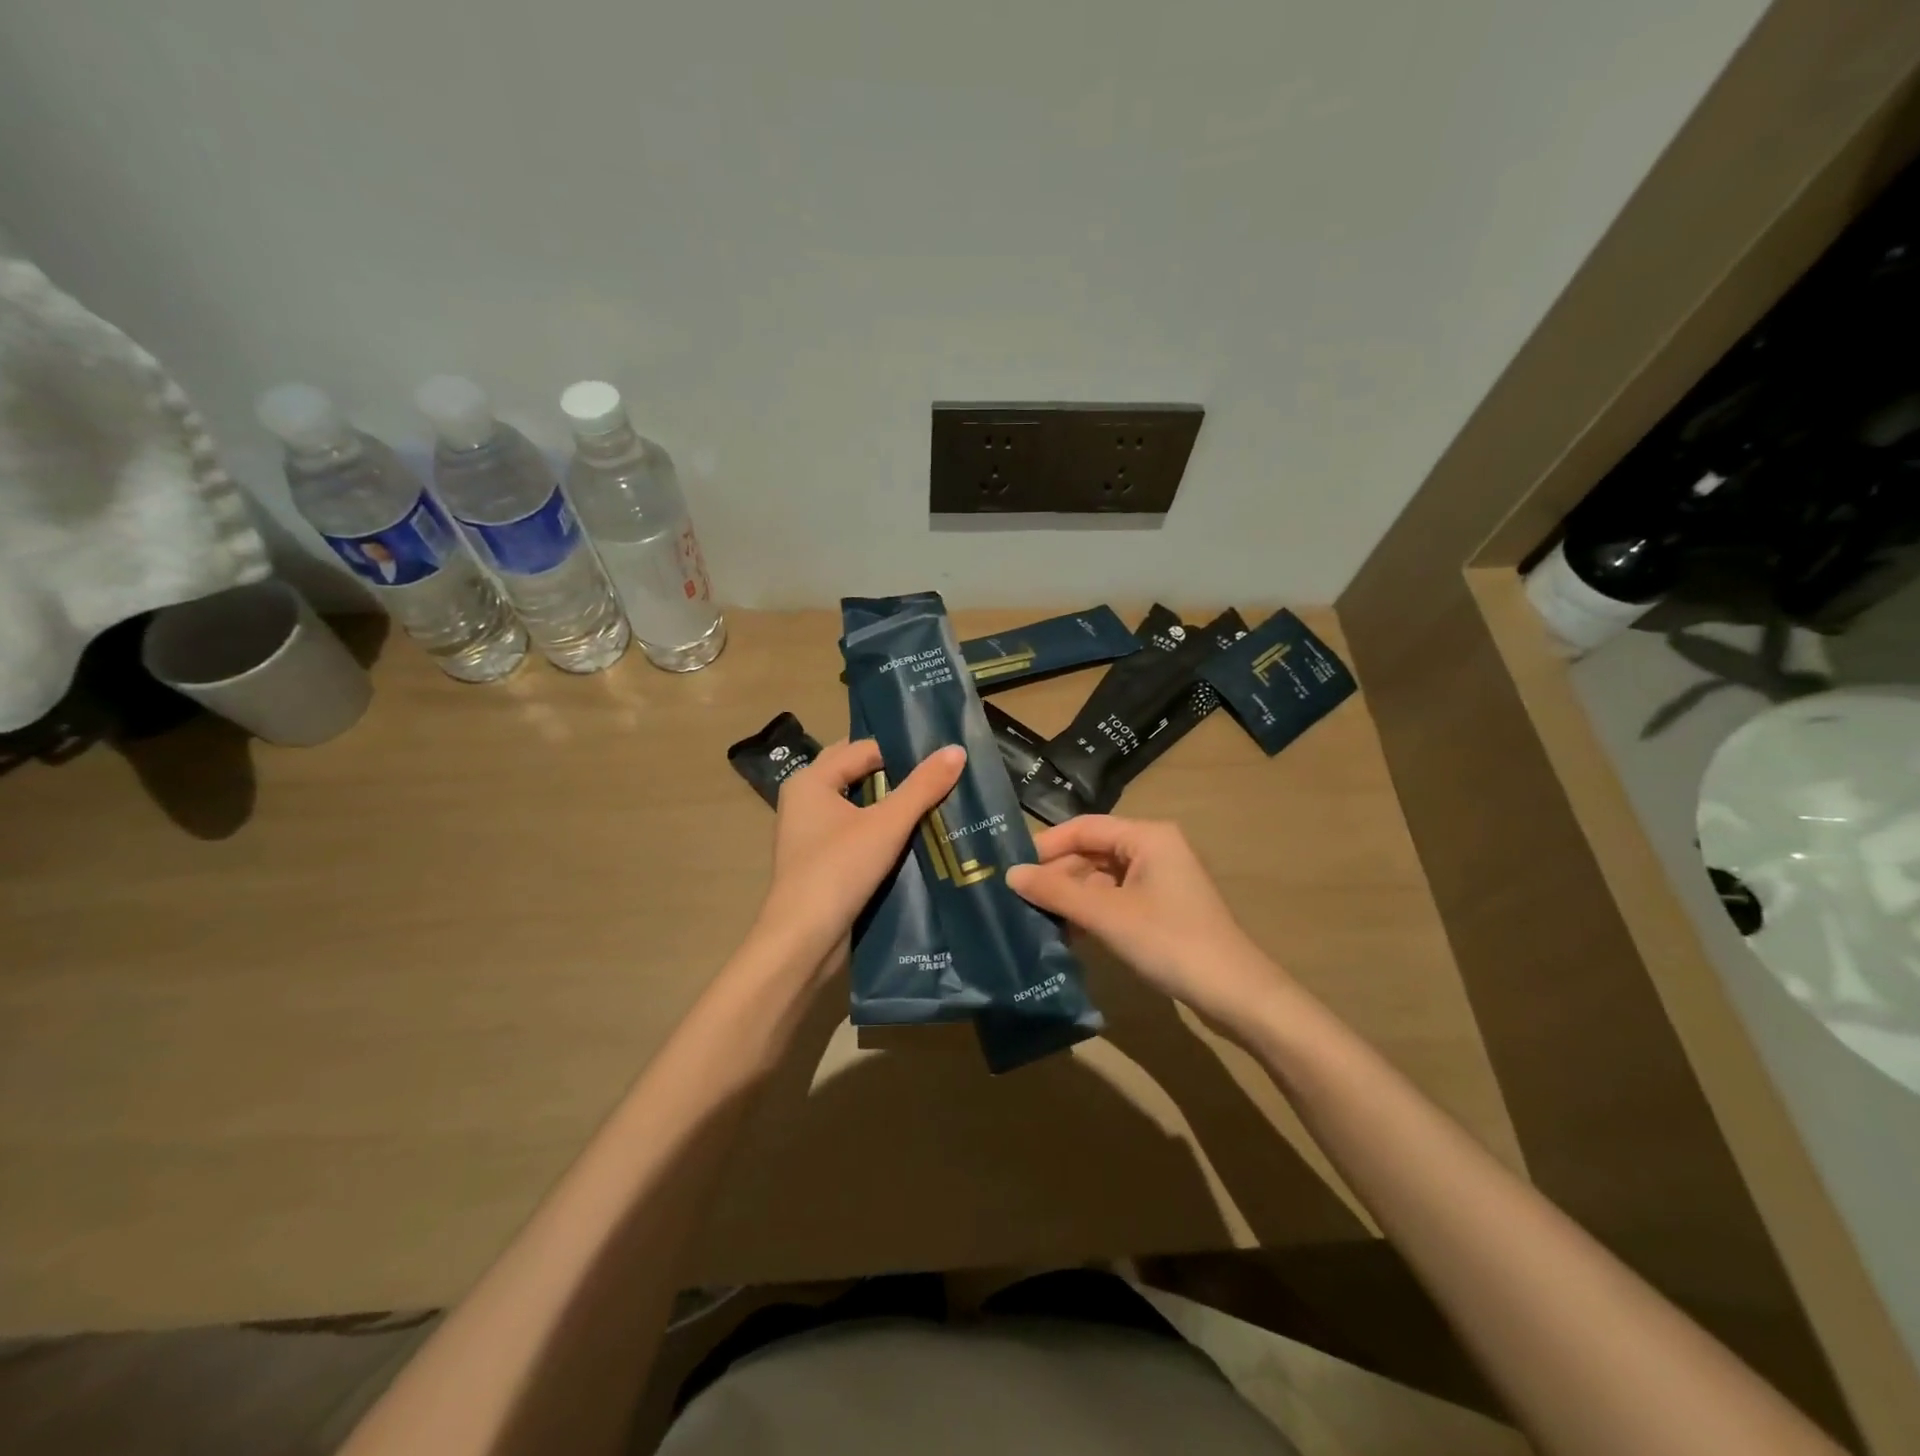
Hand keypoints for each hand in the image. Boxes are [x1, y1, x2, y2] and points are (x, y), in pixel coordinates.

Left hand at [753, 739, 965, 968]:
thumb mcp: (887, 824)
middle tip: (939, 776)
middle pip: (857, 773)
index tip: (940, 758)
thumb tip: (957, 750)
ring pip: (857, 804)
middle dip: (895, 774)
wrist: (803, 940)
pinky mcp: (820, 860)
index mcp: (811, 780)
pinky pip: (854, 831)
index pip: (863, 749)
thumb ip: (922, 787)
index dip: (901, 751)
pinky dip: (879, 829)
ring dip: (890, 803)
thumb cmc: (839, 870)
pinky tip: (911, 836)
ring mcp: (810, 832)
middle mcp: (805, 799)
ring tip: (933, 802)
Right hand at [1007, 816, 1290, 1031]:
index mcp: (1147, 836)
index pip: (1083, 827)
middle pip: (1092, 851)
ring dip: (1072, 896)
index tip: (1012, 869)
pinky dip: (1092, 911)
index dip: (1046, 846)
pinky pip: (1116, 897)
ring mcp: (1160, 878)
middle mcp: (1154, 848)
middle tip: (1019, 900)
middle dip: (1057, 874)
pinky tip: (1068, 933)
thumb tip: (1011, 875)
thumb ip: (1057, 892)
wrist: (1236, 993)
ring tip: (1036, 917)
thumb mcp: (1107, 916)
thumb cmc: (1170, 942)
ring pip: (1102, 877)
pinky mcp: (1162, 906)